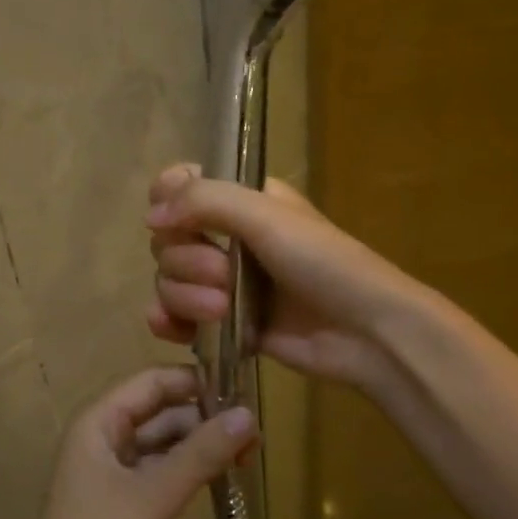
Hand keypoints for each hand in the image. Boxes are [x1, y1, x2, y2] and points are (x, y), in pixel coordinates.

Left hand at [16, 367, 254, 518]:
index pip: (152, 381)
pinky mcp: (118, 500)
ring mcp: (109, 470)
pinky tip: (218, 479)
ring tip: (246, 457)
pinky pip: (157, 470)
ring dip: (198, 446)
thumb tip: (248, 415)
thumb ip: (202, 453)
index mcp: (99, 421)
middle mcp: (101, 437)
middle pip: (159, 411)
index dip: (195, 382)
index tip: (241, 392)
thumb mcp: (156, 495)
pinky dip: (186, 470)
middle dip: (203, 419)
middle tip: (254, 435)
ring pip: (161, 443)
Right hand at [145, 164, 424, 395]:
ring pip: (170, 280)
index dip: (168, 201)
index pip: (182, 186)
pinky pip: (177, 317)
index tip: (172, 221)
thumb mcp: (267, 217)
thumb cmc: (324, 262)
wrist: (366, 332)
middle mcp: (228, 237)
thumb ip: (205, 202)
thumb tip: (151, 215)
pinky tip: (178, 330)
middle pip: (168, 239)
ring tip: (222, 311)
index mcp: (243, 200)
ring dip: (185, 295)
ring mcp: (225, 283)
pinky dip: (172, 322)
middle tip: (223, 276)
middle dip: (187, 261)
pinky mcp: (225, 323)